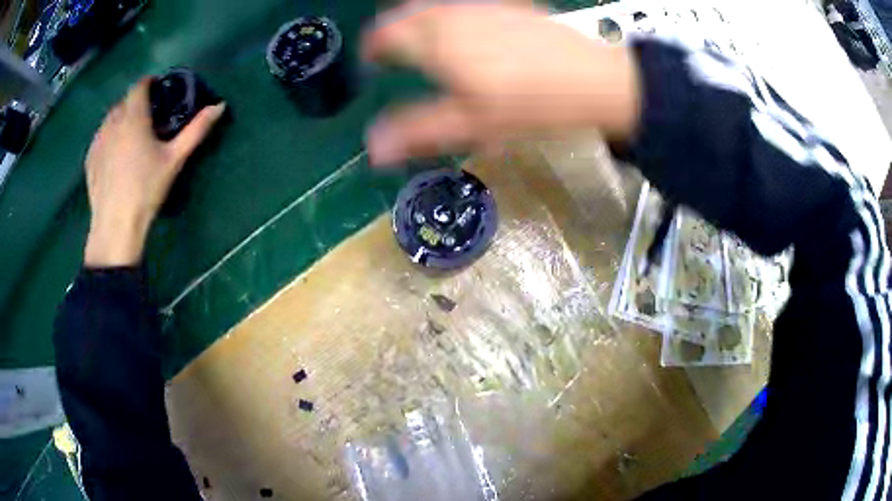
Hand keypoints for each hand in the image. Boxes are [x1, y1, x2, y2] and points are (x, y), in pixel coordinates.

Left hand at [83, 78, 225, 266]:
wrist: (116, 226)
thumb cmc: (146, 189)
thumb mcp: (175, 159)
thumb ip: (196, 129)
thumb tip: (220, 105)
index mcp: (134, 117)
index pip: (139, 86)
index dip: (149, 83)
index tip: (158, 89)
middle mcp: (112, 123)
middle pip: (123, 101)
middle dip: (135, 103)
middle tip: (147, 117)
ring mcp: (98, 141)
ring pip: (109, 119)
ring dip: (121, 118)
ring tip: (130, 135)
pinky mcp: (90, 159)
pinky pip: (100, 137)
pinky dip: (109, 136)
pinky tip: (115, 154)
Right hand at [363, 3, 640, 165]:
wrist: (594, 81)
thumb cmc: (529, 105)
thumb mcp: (471, 125)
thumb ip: (417, 132)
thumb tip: (373, 148)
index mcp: (436, 40)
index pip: (385, 34)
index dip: (371, 47)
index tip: (370, 61)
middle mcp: (453, 14)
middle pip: (408, 13)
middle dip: (394, 30)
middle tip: (393, 52)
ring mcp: (484, 7)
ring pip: (437, 7)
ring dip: (421, 22)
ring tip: (426, 44)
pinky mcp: (510, 8)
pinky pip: (466, 7)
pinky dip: (452, 18)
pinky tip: (468, 35)